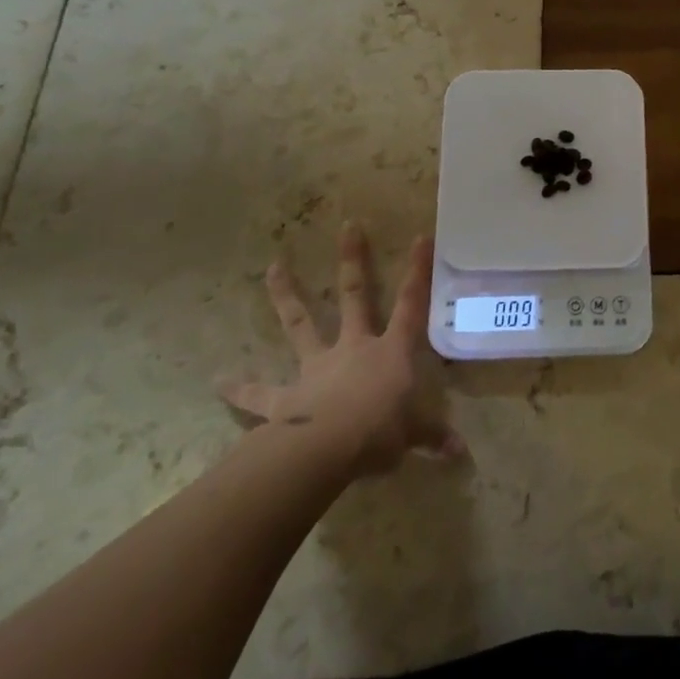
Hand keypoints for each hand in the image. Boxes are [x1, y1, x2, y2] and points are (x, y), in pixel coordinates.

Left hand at [219, 222, 461, 476]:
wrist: (327, 450)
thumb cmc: (379, 432)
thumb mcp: (413, 436)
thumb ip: (432, 437)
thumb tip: (460, 453)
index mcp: (390, 351)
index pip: (410, 305)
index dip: (417, 272)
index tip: (420, 236)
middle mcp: (353, 348)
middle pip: (355, 296)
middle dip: (353, 260)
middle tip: (347, 225)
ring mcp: (317, 368)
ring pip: (301, 324)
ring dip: (287, 296)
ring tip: (272, 267)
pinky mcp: (286, 397)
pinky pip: (260, 393)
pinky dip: (240, 388)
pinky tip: (219, 381)